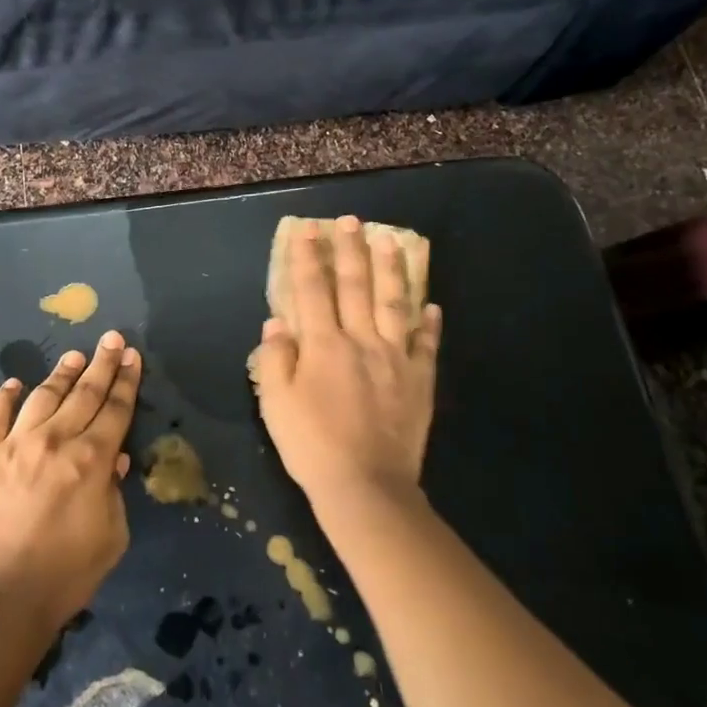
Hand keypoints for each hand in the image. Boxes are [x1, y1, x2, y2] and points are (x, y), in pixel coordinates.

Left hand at [0, 330, 141, 635]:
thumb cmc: (64, 575)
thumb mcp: (111, 538)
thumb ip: (114, 493)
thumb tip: (113, 460)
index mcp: (92, 460)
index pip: (116, 409)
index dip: (126, 380)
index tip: (132, 355)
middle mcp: (55, 440)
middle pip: (84, 393)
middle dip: (102, 363)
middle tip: (112, 339)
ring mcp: (14, 444)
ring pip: (43, 396)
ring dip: (61, 374)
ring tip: (74, 356)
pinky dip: (5, 397)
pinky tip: (14, 383)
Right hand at [251, 217, 441, 513]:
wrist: (366, 487)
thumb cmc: (312, 445)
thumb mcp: (275, 404)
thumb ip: (274, 359)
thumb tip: (277, 323)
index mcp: (323, 345)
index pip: (312, 289)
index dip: (307, 257)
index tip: (307, 230)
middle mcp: (361, 341)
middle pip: (355, 286)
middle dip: (350, 250)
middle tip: (351, 220)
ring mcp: (395, 359)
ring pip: (394, 304)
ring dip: (391, 270)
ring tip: (390, 241)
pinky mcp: (419, 381)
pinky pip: (426, 345)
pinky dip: (429, 323)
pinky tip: (431, 305)